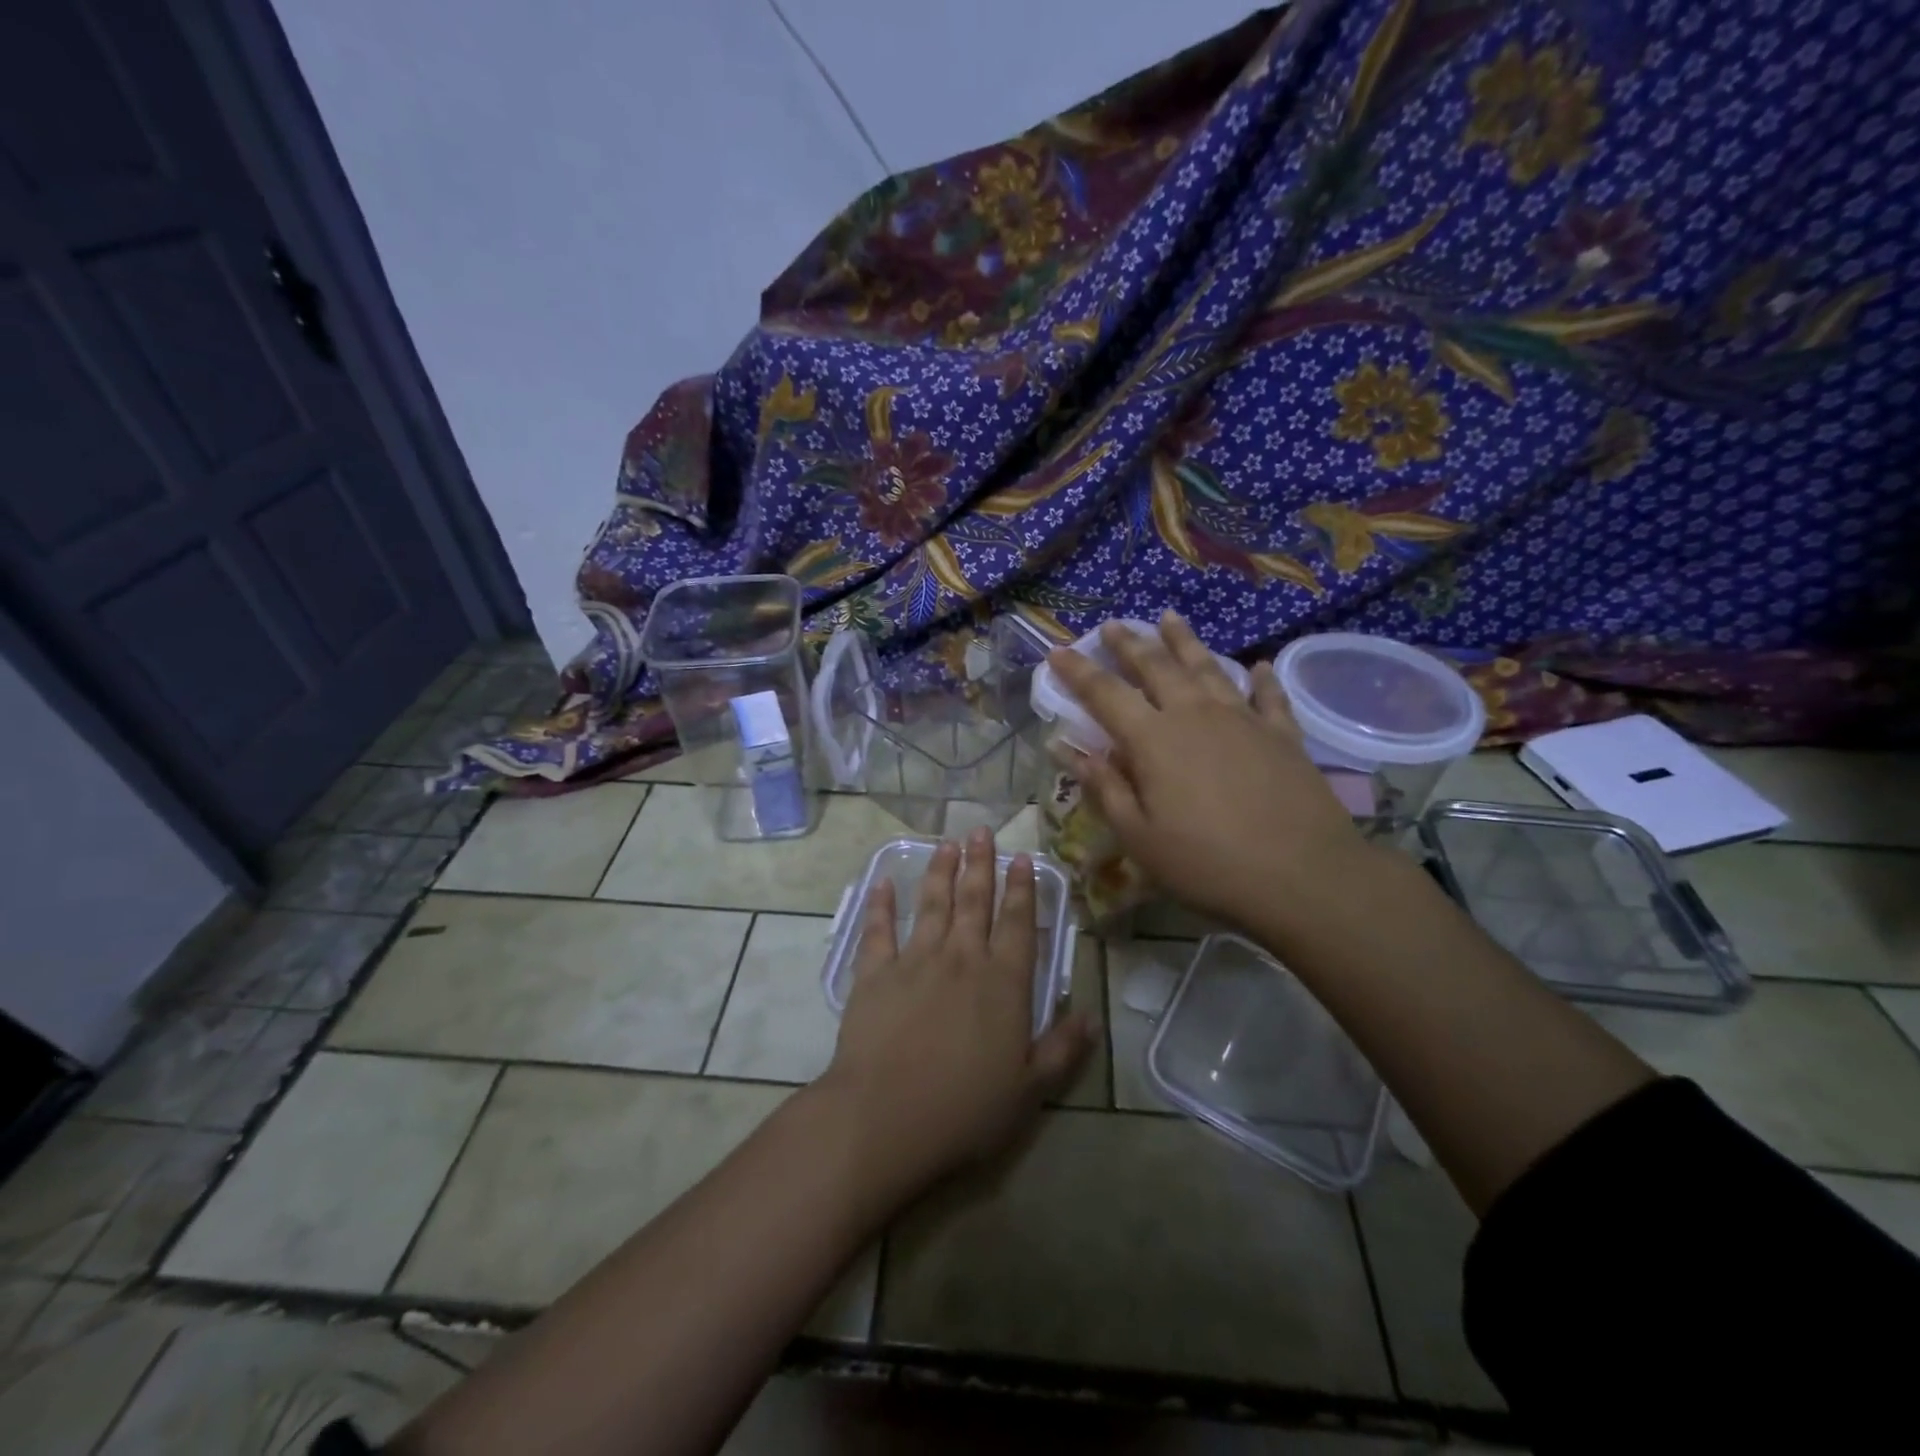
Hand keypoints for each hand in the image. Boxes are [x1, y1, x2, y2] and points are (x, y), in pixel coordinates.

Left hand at [817, 829, 1090, 1196]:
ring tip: (947, 844)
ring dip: (941, 872)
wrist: (886, 1117)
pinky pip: (879, 930)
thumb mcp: (1030, 1089)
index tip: (1022, 858)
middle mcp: (962, 958)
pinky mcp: (874, 973)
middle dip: (981, 864)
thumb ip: (1063, 1048)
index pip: (1019, 923)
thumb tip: (1093, 1017)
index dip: (1023, 889)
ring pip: (933, 904)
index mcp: (1004, 982)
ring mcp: (915, 961)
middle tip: (982, 831)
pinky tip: (884, 882)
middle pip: (975, 901)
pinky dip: (881, 904)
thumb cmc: (965, 1109)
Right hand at [1046, 611, 1368, 927]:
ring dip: (1184, 642)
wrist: (1303, 876)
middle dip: (1130, 644)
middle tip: (1113, 625)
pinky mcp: (1282, 735)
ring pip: (1207, 668)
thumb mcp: (1138, 836)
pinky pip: (1268, 695)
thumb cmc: (1206, 863)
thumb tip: (1063, 747)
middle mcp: (1194, 715)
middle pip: (1156, 667)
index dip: (1078, 671)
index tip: (1057, 650)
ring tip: (1169, 618)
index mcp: (1153, 739)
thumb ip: (1102, 786)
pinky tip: (1259, 665)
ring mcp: (1243, 719)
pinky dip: (1261, 678)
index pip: (1104, 693)